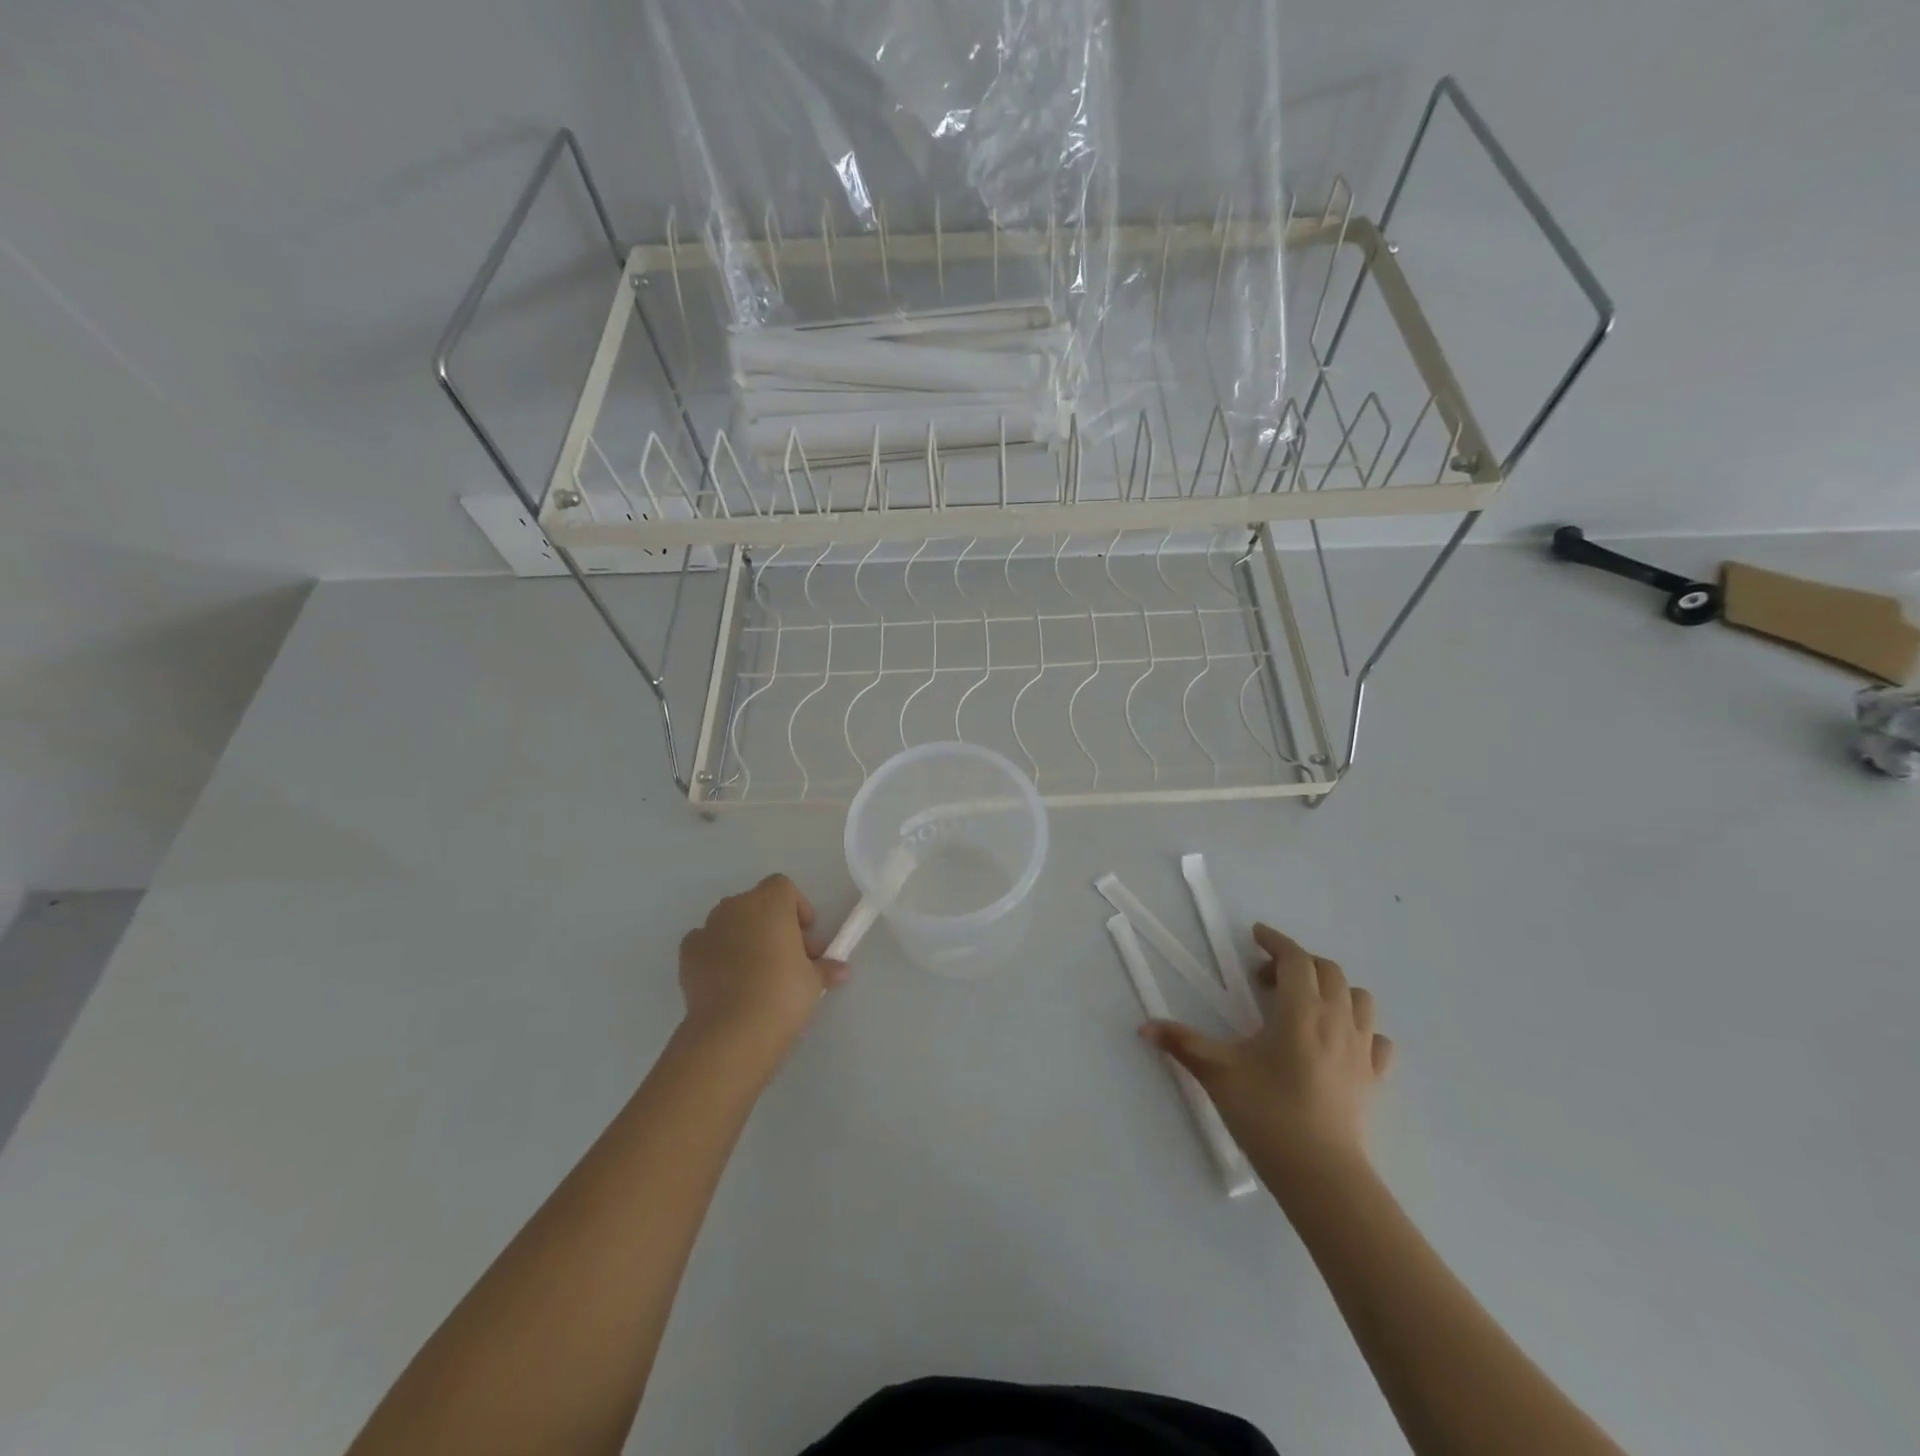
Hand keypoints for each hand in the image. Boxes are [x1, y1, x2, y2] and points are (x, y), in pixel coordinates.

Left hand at [677, 875, 847, 1063]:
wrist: (732, 1031)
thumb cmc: (783, 994)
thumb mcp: (814, 981)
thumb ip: (826, 968)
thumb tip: (841, 970)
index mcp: (770, 902)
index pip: (783, 888)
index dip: (796, 908)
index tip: (805, 937)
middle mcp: (736, 907)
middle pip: (756, 904)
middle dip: (772, 925)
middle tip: (786, 958)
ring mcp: (707, 928)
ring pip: (730, 923)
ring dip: (744, 938)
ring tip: (756, 973)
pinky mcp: (687, 954)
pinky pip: (707, 943)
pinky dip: (717, 954)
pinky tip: (728, 982)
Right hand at [1142, 923, 1392, 1200]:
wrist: (1321, 1174)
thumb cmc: (1267, 1113)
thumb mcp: (1218, 1072)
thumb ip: (1182, 1043)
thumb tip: (1144, 1027)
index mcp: (1300, 1011)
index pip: (1296, 959)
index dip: (1276, 941)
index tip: (1256, 935)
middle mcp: (1336, 1021)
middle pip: (1328, 971)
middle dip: (1298, 963)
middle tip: (1266, 978)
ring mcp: (1360, 1050)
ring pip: (1359, 999)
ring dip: (1333, 989)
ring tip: (1304, 1003)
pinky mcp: (1373, 1079)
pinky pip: (1375, 1039)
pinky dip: (1358, 1028)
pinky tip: (1338, 1041)